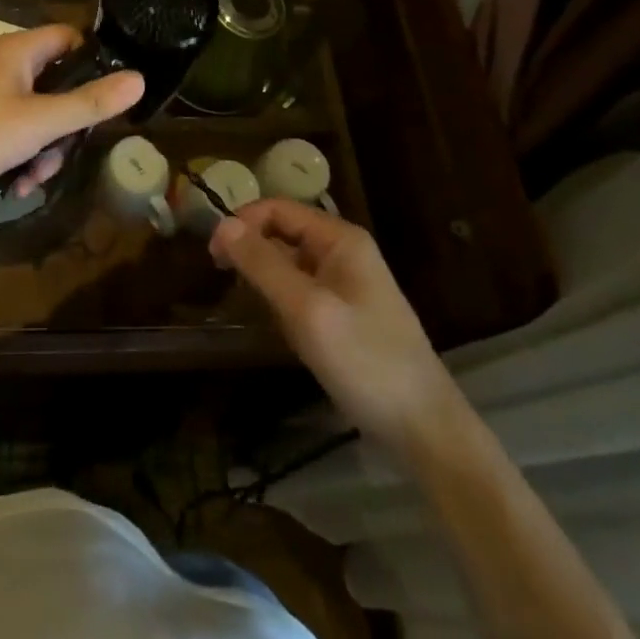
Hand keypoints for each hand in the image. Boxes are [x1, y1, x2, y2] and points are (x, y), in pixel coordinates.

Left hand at [0, 25, 143, 210]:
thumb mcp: (39, 122)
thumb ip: (89, 103)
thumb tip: (139, 79)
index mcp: (19, 51)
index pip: (70, 39)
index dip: (94, 63)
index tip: (108, 97)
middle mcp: (5, 67)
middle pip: (58, 86)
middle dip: (65, 126)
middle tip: (62, 151)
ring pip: (38, 118)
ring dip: (43, 151)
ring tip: (32, 178)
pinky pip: (14, 136)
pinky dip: (20, 160)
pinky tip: (16, 187)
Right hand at [211, 200, 452, 443]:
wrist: (426, 430)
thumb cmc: (365, 361)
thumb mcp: (306, 310)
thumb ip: (263, 264)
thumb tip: (222, 224)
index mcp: (339, 238)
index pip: (277, 209)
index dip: (242, 223)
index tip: (213, 256)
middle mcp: (344, 251)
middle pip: (283, 232)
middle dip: (252, 250)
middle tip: (223, 280)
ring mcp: (348, 283)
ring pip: (291, 263)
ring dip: (266, 278)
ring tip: (251, 307)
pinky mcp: (348, 313)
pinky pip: (303, 290)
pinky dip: (283, 300)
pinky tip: (280, 327)